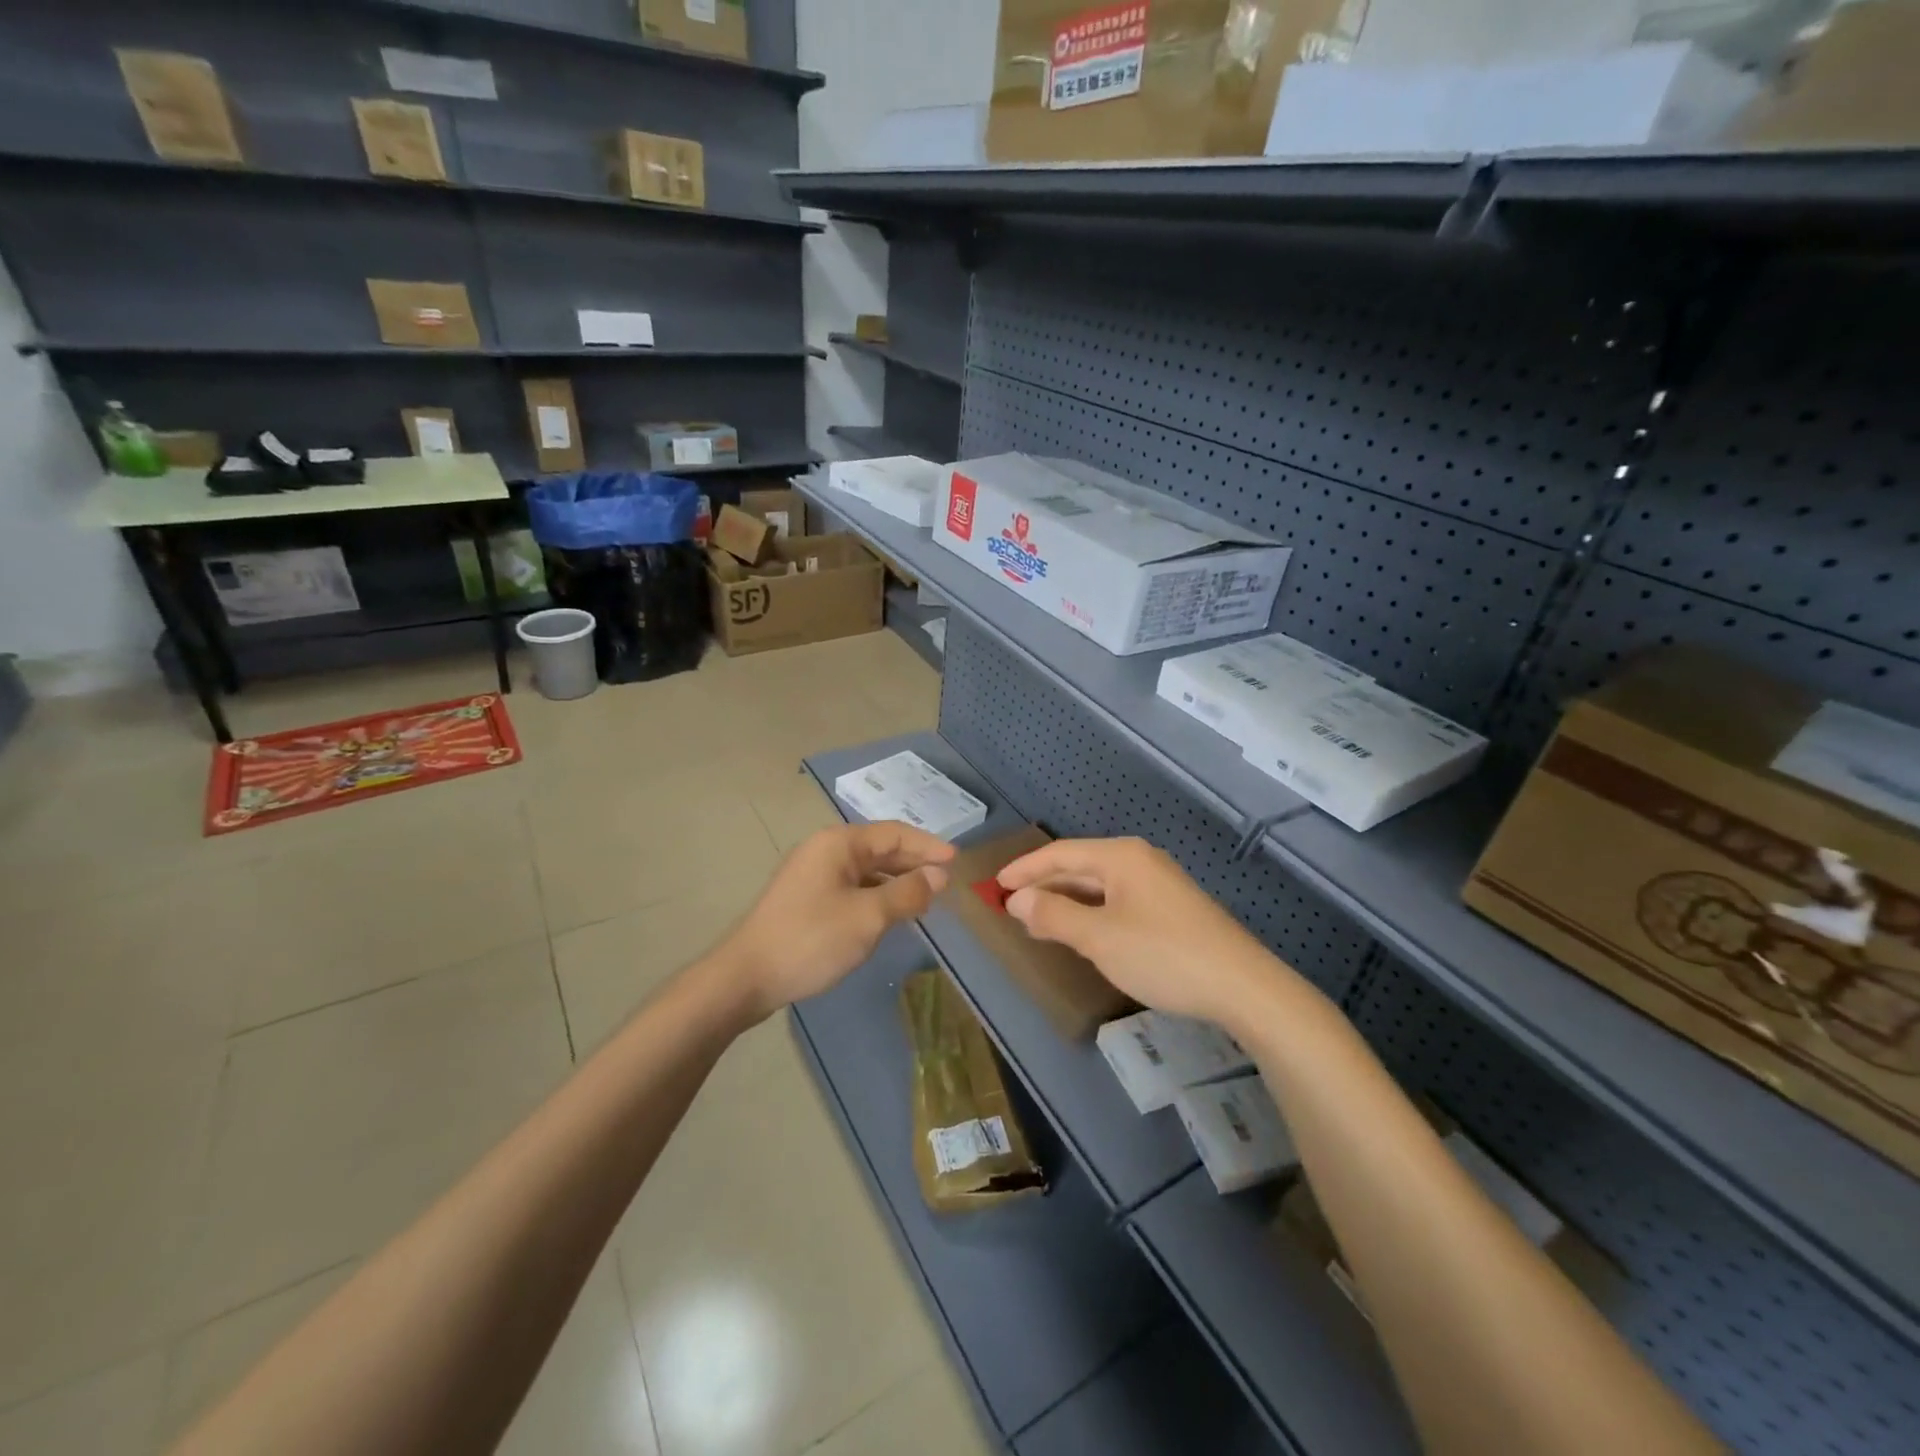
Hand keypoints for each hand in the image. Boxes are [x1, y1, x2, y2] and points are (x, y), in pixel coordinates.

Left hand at [721, 821, 954, 1018]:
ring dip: (896, 881)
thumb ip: (907, 893)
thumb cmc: (811, 939)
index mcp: (839, 844)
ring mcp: (812, 875)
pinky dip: (876, 895)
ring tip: (925, 898)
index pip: (894, 833)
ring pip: (866, 870)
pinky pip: (852, 887)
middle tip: (946, 881)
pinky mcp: (806, 899)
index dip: (928, 846)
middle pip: (880, 848)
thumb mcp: (868, 917)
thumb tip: (938, 875)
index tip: (957, 860)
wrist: (745, 977)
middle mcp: (825, 850)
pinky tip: (890, 914)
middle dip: (914, 862)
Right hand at [998, 837, 1296, 1031]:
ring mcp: (1159, 884)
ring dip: (1066, 900)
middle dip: (1044, 884)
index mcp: (1121, 857)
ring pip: (1099, 886)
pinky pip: (1117, 901)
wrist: (1242, 987)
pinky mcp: (1171, 909)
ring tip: (1037, 919)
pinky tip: (1082, 932)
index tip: (995, 884)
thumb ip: (1054, 915)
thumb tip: (1017, 899)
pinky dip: (1091, 912)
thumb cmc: (1163, 955)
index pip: (1061, 853)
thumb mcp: (1099, 938)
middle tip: (1010, 904)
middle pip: (1080, 866)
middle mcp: (1140, 861)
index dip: (1025, 868)